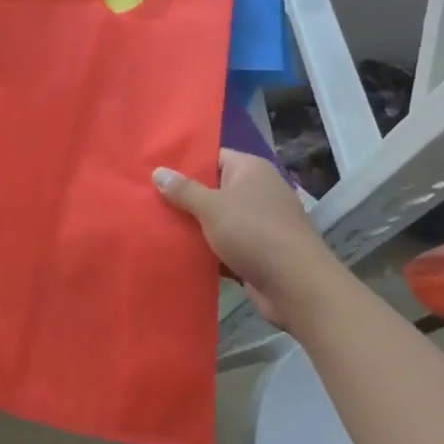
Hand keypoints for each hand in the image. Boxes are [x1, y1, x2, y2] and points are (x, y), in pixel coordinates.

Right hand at [154, 149, 348, 334]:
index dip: (185, 163)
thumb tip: (158, 171)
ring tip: (153, 223)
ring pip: (216, 218)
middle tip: (146, 198)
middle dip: (183, 196)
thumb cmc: (254, 234)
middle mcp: (257, 191)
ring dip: (192, 225)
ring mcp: (259, 222)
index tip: (154, 169)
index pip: (213, 156)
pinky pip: (223, 243)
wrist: (297, 287)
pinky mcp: (256, 251)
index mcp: (251, 170)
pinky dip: (205, 248)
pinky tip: (175, 250)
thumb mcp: (213, 207)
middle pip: (213, 188)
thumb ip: (184, 190)